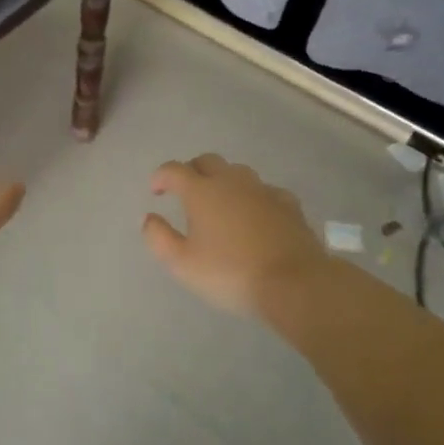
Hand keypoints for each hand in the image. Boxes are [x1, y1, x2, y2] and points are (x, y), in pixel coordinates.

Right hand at [143, 154, 327, 317]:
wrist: (294, 282)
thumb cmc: (231, 273)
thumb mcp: (182, 264)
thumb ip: (159, 238)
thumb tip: (150, 218)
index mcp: (202, 192)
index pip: (174, 170)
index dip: (161, 176)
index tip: (156, 191)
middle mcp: (231, 182)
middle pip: (207, 162)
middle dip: (192, 171)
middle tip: (185, 192)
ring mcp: (263, 190)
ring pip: (237, 172)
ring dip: (223, 180)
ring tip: (219, 202)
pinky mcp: (288, 204)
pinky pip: (264, 190)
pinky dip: (253, 197)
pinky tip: (255, 213)